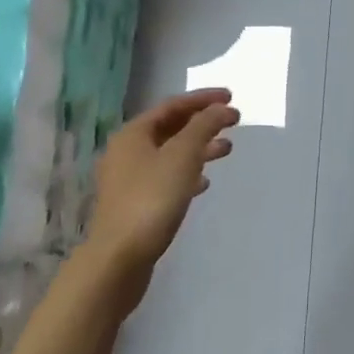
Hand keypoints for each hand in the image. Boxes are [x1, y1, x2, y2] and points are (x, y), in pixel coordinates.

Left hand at [87, 89, 239, 285]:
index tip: (231, 97)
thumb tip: (221, 108)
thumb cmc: (152, 199)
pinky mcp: (136, 203)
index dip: (203, 99)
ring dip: (199, 148)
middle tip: (234, 122)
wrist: (120, 257)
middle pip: (170, 128)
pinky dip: (188, 173)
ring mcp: (129, 179)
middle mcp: (127, 151)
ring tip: (227, 150)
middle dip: (203, 123)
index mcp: (133, 134)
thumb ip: (204, 127)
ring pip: (170, 154)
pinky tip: (204, 183)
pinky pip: (166, 177)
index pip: (172, 106)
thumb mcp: (183, 156)